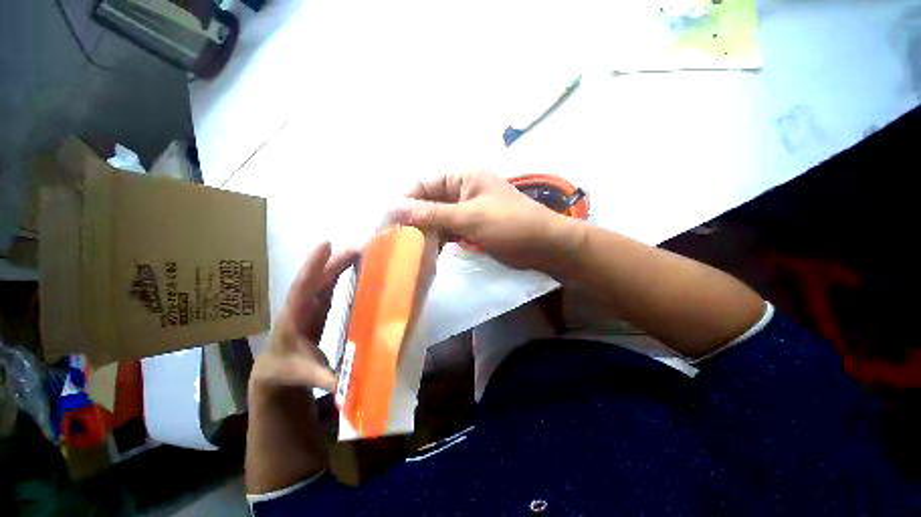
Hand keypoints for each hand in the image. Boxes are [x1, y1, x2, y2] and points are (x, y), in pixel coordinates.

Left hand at [250, 242, 356, 393]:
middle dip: (335, 261)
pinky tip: (357, 267)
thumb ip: (324, 379)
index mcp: (294, 318)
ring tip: (362, 251)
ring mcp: (310, 304)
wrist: (275, 370)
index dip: (314, 266)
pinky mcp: (318, 306)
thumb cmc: (285, 370)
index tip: (326, 245)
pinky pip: (330, 285)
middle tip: (359, 247)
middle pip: (317, 278)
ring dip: (341, 264)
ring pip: (324, 279)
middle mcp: (301, 305)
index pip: (302, 288)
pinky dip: (343, 274)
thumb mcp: (303, 375)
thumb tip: (348, 385)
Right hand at [390, 170, 581, 270]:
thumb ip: (432, 214)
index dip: (403, 203)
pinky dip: (437, 242)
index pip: (422, 185)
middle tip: (393, 243)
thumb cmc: (510, 225)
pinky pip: (447, 232)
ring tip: (406, 251)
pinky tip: (427, 254)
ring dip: (424, 233)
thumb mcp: (470, 217)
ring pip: (436, 220)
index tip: (386, 225)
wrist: (544, 246)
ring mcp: (466, 210)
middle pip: (428, 203)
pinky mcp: (471, 228)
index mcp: (462, 177)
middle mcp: (461, 190)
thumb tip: (394, 208)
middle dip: (412, 221)